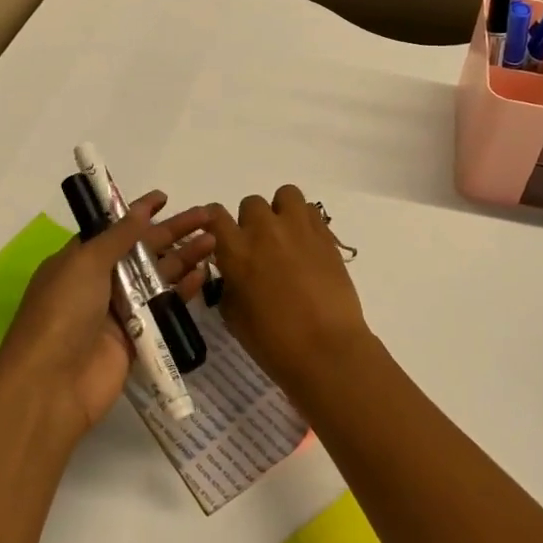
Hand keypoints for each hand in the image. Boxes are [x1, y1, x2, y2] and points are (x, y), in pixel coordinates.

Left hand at [0, 192, 215, 444]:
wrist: (52, 385)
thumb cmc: (61, 314)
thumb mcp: (84, 263)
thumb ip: (118, 237)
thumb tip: (140, 210)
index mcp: (80, 261)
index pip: (114, 229)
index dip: (139, 212)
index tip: (165, 198)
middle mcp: (100, 282)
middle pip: (143, 250)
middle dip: (174, 231)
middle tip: (208, 215)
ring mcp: (120, 311)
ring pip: (158, 277)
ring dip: (185, 257)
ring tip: (215, 240)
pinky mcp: (139, 337)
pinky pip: (165, 307)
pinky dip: (183, 290)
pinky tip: (204, 274)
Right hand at [209, 185, 371, 397]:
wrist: (326, 348)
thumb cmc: (273, 341)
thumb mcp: (234, 316)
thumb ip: (230, 284)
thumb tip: (235, 274)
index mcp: (236, 250)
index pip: (216, 216)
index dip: (216, 224)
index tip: (221, 238)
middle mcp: (265, 230)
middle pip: (251, 204)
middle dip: (252, 222)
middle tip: (260, 248)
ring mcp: (298, 228)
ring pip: (285, 195)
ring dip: (281, 212)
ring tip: (286, 237)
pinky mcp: (326, 235)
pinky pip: (311, 210)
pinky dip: (305, 221)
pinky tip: (307, 245)